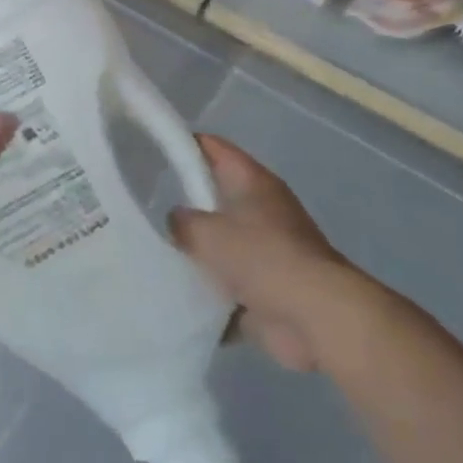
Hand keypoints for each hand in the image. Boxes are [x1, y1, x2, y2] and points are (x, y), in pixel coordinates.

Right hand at [170, 135, 362, 371]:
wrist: (316, 318)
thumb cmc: (263, 258)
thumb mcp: (207, 232)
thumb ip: (183, 222)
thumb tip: (178, 221)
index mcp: (252, 183)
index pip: (213, 148)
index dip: (183, 144)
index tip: (152, 149)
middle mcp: (262, 210)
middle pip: (215, 197)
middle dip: (184, 203)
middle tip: (146, 207)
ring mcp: (266, 252)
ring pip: (220, 244)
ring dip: (196, 253)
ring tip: (155, 254)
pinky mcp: (268, 290)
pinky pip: (227, 285)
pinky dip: (208, 292)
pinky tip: (176, 294)